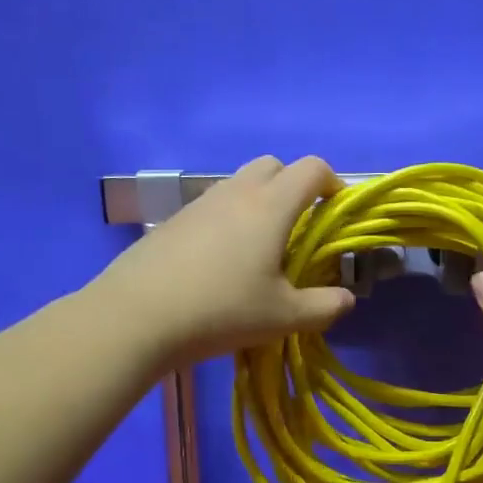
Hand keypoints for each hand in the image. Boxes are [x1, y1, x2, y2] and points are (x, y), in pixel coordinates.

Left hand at [102, 155, 353, 364]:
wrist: (136, 317)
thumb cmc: (222, 311)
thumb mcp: (284, 317)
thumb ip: (325, 307)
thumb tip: (346, 299)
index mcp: (271, 206)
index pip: (311, 168)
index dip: (332, 182)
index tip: (335, 212)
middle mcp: (236, 193)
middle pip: (274, 165)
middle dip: (294, 186)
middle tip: (298, 229)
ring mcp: (200, 203)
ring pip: (240, 184)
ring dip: (260, 202)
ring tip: (260, 249)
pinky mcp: (174, 220)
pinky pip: (214, 205)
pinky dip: (229, 219)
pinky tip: (221, 262)